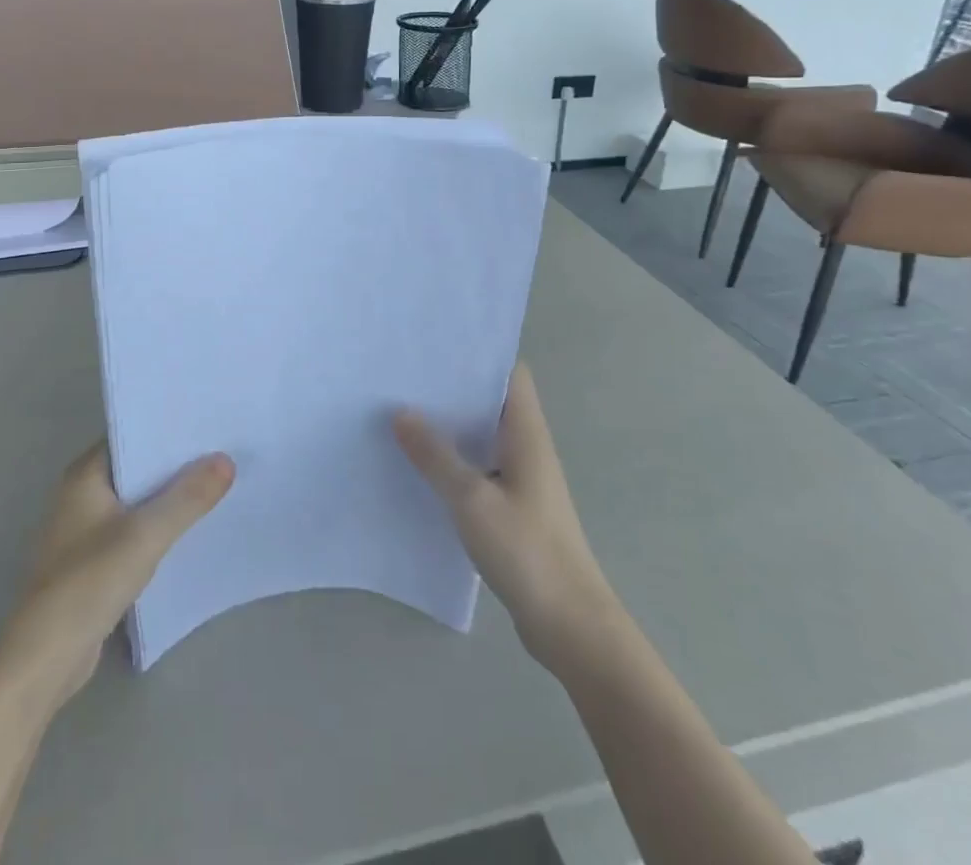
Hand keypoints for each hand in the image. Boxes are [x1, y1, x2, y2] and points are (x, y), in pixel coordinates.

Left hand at [0, 444, 233, 704]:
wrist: (44, 659)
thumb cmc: (89, 582)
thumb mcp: (146, 534)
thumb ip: (187, 497)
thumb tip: (226, 460)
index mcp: (84, 476)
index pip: (131, 436)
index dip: (168, 429)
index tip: (207, 423)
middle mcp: (80, 495)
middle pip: (136, 469)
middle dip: (175, 464)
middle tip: (222, 451)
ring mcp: (84, 531)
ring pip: (136, 502)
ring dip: (168, 498)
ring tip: (216, 485)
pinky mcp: (92, 563)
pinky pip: (133, 531)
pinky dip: (158, 528)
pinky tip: (190, 530)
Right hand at [394, 363, 620, 674]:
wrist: (569, 625)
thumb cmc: (526, 551)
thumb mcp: (471, 499)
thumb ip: (435, 455)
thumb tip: (401, 412)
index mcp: (526, 432)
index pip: (509, 372)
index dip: (478, 353)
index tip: (436, 345)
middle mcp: (527, 447)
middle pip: (490, 401)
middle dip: (453, 388)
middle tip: (405, 376)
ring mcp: (521, 479)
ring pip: (482, 436)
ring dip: (451, 425)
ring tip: (403, 412)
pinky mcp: (513, 507)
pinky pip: (479, 468)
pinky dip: (454, 460)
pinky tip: (420, 466)